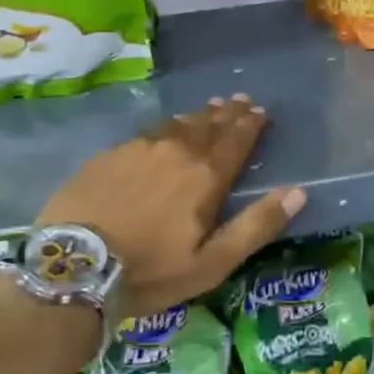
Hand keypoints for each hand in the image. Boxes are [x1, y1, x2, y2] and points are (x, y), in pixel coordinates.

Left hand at [37, 94, 305, 320]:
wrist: (74, 266)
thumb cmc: (151, 272)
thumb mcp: (212, 262)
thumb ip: (256, 225)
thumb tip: (298, 192)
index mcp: (206, 175)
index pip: (236, 140)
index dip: (251, 124)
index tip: (260, 111)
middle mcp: (177, 151)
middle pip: (208, 125)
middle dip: (227, 113)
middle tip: (239, 101)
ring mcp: (139, 148)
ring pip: (177, 124)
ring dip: (197, 116)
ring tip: (208, 109)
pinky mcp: (109, 155)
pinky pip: (147, 133)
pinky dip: (165, 127)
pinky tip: (163, 131)